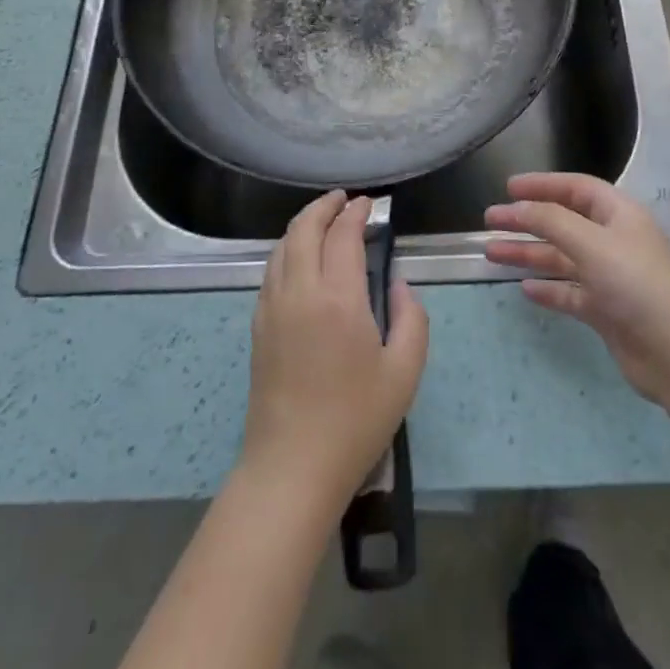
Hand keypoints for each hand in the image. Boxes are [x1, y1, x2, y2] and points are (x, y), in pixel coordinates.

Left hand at [241, 192, 428, 508]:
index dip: (357, 213)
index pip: (343, 235)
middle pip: (304, 229)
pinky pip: (271, 271)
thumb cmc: (356, 420)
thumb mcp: (404, 371)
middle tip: (344, 201)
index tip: (371, 205)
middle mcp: (299, 292)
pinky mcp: (258, 326)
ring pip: (282, 247)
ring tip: (323, 222)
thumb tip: (397, 283)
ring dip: (302, 225)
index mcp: (338, 298)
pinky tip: (300, 260)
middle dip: (324, 206)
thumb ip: (411, 317)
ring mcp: (272, 308)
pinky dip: (287, 250)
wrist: (291, 467)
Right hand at [486, 173, 669, 406]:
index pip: (577, 189)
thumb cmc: (637, 285)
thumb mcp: (592, 243)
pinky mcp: (606, 311)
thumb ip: (552, 221)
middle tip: (489, 221)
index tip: (508, 188)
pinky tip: (525, 288)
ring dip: (529, 253)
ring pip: (561, 258)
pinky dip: (547, 288)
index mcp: (619, 215)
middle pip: (563, 222)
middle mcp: (614, 241)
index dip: (542, 185)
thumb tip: (518, 206)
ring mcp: (610, 277)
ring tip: (491, 253)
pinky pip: (569, 292)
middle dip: (527, 220)